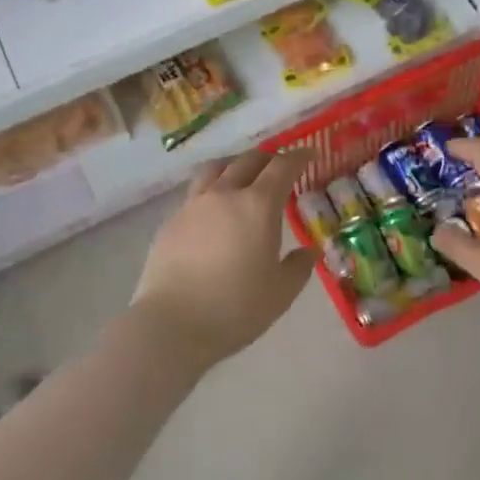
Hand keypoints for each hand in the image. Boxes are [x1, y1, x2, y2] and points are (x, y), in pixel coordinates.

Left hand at [128, 149, 317, 371]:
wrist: (172, 324)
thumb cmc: (236, 308)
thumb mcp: (281, 292)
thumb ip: (299, 267)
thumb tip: (308, 252)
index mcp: (258, 205)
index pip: (282, 167)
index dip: (298, 157)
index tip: (309, 154)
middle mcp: (225, 194)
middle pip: (248, 160)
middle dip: (268, 158)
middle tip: (279, 167)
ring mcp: (193, 205)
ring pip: (216, 168)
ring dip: (235, 164)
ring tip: (242, 175)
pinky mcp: (171, 221)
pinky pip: (196, 192)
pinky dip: (212, 189)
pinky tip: (214, 209)